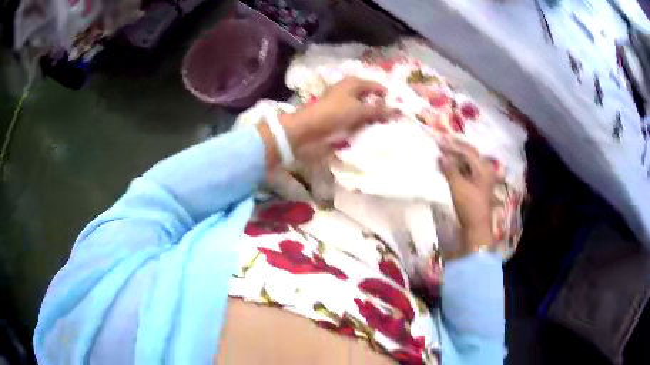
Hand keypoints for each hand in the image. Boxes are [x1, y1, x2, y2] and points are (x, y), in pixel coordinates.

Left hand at [281, 77, 391, 155]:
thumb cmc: (334, 114)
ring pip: (361, 106)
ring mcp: (340, 100)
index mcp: (353, 82)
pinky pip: (353, 115)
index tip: (397, 109)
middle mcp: (347, 88)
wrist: (307, 128)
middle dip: (379, 106)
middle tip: (390, 119)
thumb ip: (378, 110)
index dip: (386, 96)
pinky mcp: (335, 112)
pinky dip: (359, 120)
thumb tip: (396, 110)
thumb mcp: (359, 111)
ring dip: (369, 115)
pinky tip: (365, 129)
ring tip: (380, 125)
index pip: (376, 85)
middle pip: (368, 95)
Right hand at [438, 138, 495, 252]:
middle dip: (455, 148)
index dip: (452, 145)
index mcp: (483, 168)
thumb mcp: (458, 187)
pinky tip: (449, 166)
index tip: (439, 140)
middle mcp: (485, 170)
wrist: (476, 227)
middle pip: (469, 154)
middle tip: (441, 143)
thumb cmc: (469, 206)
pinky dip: (458, 166)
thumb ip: (450, 169)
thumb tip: (441, 156)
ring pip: (468, 162)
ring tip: (443, 153)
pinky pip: (467, 170)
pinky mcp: (478, 185)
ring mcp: (482, 178)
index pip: (467, 151)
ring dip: (456, 157)